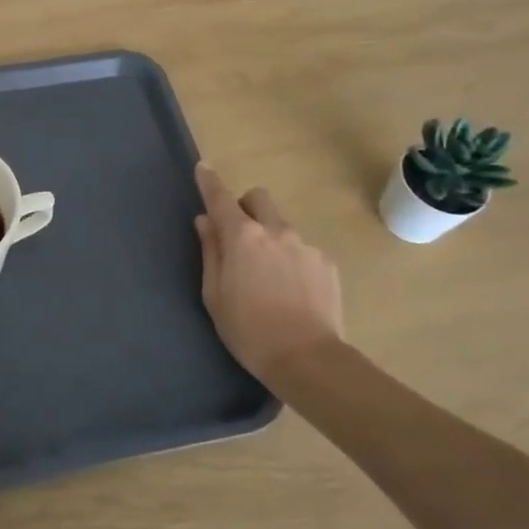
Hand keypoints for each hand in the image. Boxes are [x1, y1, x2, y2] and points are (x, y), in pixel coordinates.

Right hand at [194, 164, 344, 387]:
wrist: (308, 359)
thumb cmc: (249, 330)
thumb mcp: (214, 294)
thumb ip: (211, 251)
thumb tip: (206, 222)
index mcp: (242, 237)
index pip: (220, 198)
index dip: (209, 181)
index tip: (203, 168)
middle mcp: (275, 231)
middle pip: (258, 199)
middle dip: (246, 207)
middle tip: (239, 235)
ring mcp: (305, 245)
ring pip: (281, 225)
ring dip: (270, 237)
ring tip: (269, 276)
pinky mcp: (326, 263)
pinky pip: (302, 249)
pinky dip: (292, 259)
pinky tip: (292, 290)